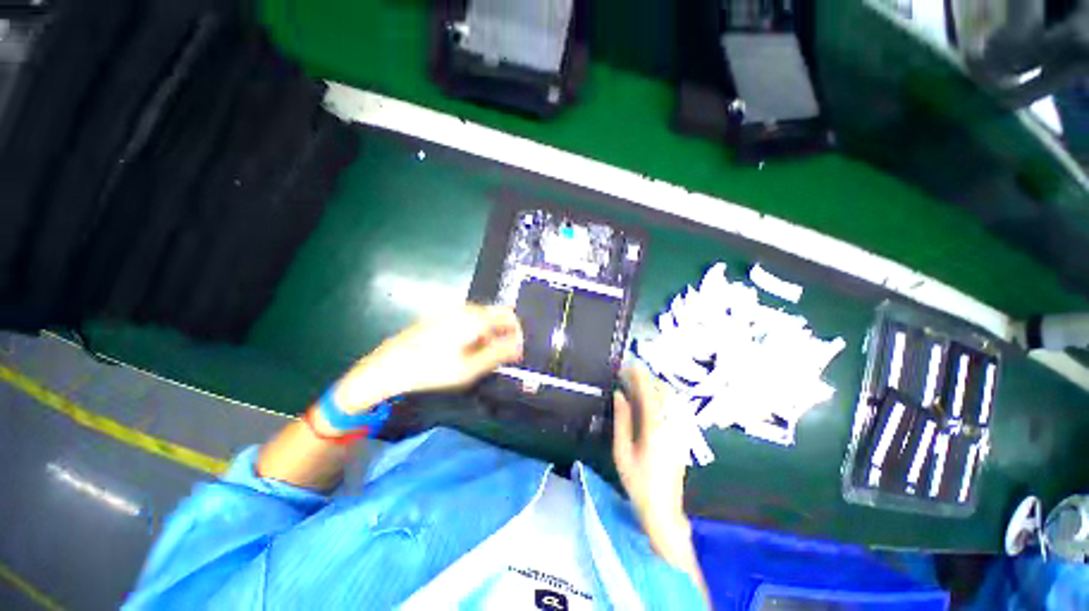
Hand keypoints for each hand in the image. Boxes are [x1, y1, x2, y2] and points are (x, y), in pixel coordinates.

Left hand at [333, 305, 523, 411]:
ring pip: (482, 318)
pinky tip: (464, 350)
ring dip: (489, 334)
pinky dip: (475, 332)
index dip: (517, 332)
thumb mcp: (469, 368)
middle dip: (502, 334)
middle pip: (495, 315)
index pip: (509, 316)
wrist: (388, 367)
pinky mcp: (441, 316)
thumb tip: (520, 346)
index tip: (516, 352)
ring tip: (481, 357)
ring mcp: (451, 311)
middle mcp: (465, 308)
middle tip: (499, 358)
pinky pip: (468, 320)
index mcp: (475, 317)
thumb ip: (498, 354)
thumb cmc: (431, 370)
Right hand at [613, 363, 691, 559]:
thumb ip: (621, 420)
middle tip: (631, 371)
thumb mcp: (622, 451)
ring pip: (672, 398)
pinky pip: (675, 407)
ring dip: (656, 384)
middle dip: (648, 377)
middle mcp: (672, 425)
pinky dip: (664, 395)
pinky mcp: (683, 435)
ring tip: (639, 380)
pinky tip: (653, 397)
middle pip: (664, 392)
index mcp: (655, 429)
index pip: (649, 394)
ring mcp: (680, 430)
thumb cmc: (637, 482)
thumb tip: (620, 394)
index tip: (629, 364)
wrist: (663, 510)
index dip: (639, 376)